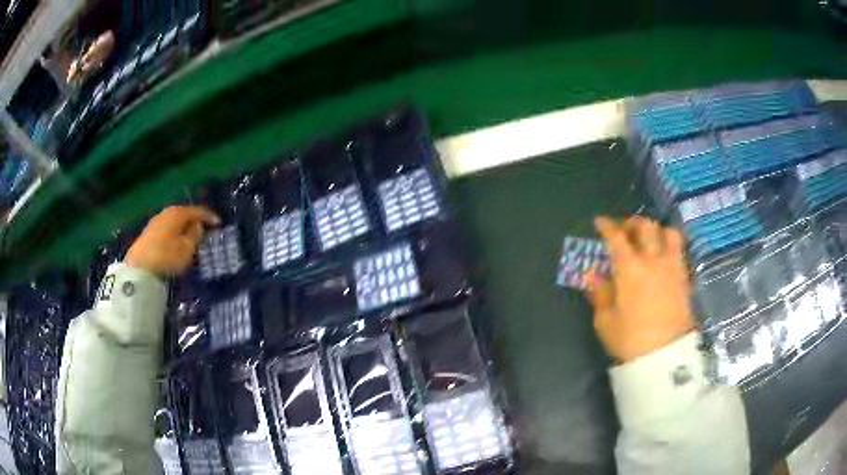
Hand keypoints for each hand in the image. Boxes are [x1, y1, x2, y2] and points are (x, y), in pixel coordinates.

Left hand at [125, 206, 219, 277]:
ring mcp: (155, 222)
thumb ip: (195, 235)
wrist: (139, 269)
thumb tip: (197, 225)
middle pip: (184, 214)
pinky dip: (174, 233)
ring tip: (190, 236)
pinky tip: (175, 241)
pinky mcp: (148, 233)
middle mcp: (166, 213)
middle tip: (204, 229)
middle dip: (194, 221)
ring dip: (183, 227)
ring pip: (174, 221)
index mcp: (178, 213)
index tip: (219, 223)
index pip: (197, 211)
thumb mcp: (187, 248)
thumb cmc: (167, 257)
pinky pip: (166, 229)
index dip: (209, 217)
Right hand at [587, 216, 695, 362]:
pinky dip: (670, 244)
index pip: (617, 237)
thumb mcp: (606, 321)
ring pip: (668, 232)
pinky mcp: (684, 277)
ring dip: (656, 231)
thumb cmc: (631, 339)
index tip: (600, 222)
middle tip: (625, 232)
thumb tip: (592, 274)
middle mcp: (653, 259)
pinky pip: (680, 249)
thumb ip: (599, 293)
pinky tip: (664, 257)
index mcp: (629, 268)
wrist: (666, 356)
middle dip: (632, 223)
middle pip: (646, 226)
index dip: (607, 226)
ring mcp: (672, 266)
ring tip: (649, 240)